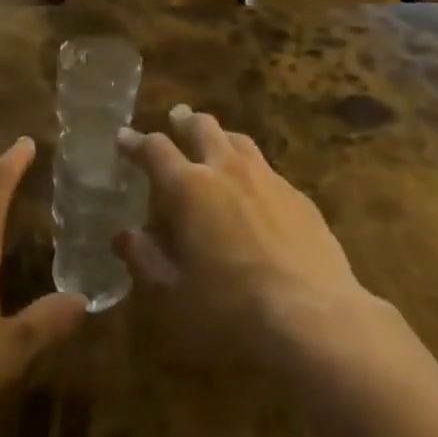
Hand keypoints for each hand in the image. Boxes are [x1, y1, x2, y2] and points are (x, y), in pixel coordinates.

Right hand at [114, 107, 373, 358]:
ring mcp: (267, 178)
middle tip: (176, 118)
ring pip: (238, 140)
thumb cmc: (231, 310)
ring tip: (215, 141)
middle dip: (184, 121)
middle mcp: (226, 170)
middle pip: (202, 127)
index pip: (155, 150)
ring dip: (220, 136)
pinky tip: (255, 188)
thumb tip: (124, 236)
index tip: (124, 136)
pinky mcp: (298, 195)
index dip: (136, 142)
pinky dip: (251, 168)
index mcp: (189, 189)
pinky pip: (267, 169)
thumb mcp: (175, 294)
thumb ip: (146, 260)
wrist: (314, 317)